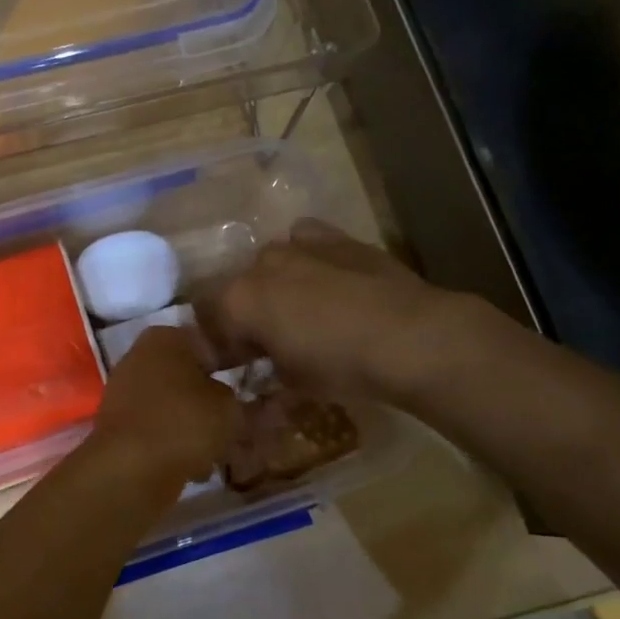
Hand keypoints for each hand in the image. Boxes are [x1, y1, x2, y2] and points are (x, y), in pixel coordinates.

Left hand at [93, 325, 239, 484]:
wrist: (130, 469)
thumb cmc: (184, 422)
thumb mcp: (229, 407)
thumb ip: (235, 397)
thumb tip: (228, 399)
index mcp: (166, 337)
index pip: (209, 345)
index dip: (233, 366)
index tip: (250, 390)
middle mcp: (140, 356)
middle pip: (189, 377)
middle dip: (211, 401)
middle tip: (237, 423)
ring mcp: (125, 391)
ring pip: (174, 406)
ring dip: (195, 426)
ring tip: (219, 451)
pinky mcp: (119, 425)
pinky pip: (158, 429)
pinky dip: (175, 444)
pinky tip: (195, 466)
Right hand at [210, 218, 469, 401]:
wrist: (410, 335)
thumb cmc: (341, 365)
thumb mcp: (292, 381)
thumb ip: (265, 368)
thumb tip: (262, 366)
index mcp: (238, 300)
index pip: (209, 322)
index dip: (218, 347)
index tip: (233, 367)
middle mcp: (259, 264)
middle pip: (238, 289)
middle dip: (245, 315)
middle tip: (265, 343)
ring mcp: (297, 244)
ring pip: (270, 263)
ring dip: (274, 286)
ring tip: (297, 311)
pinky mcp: (334, 237)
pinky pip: (305, 241)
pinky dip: (306, 257)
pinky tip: (322, 277)